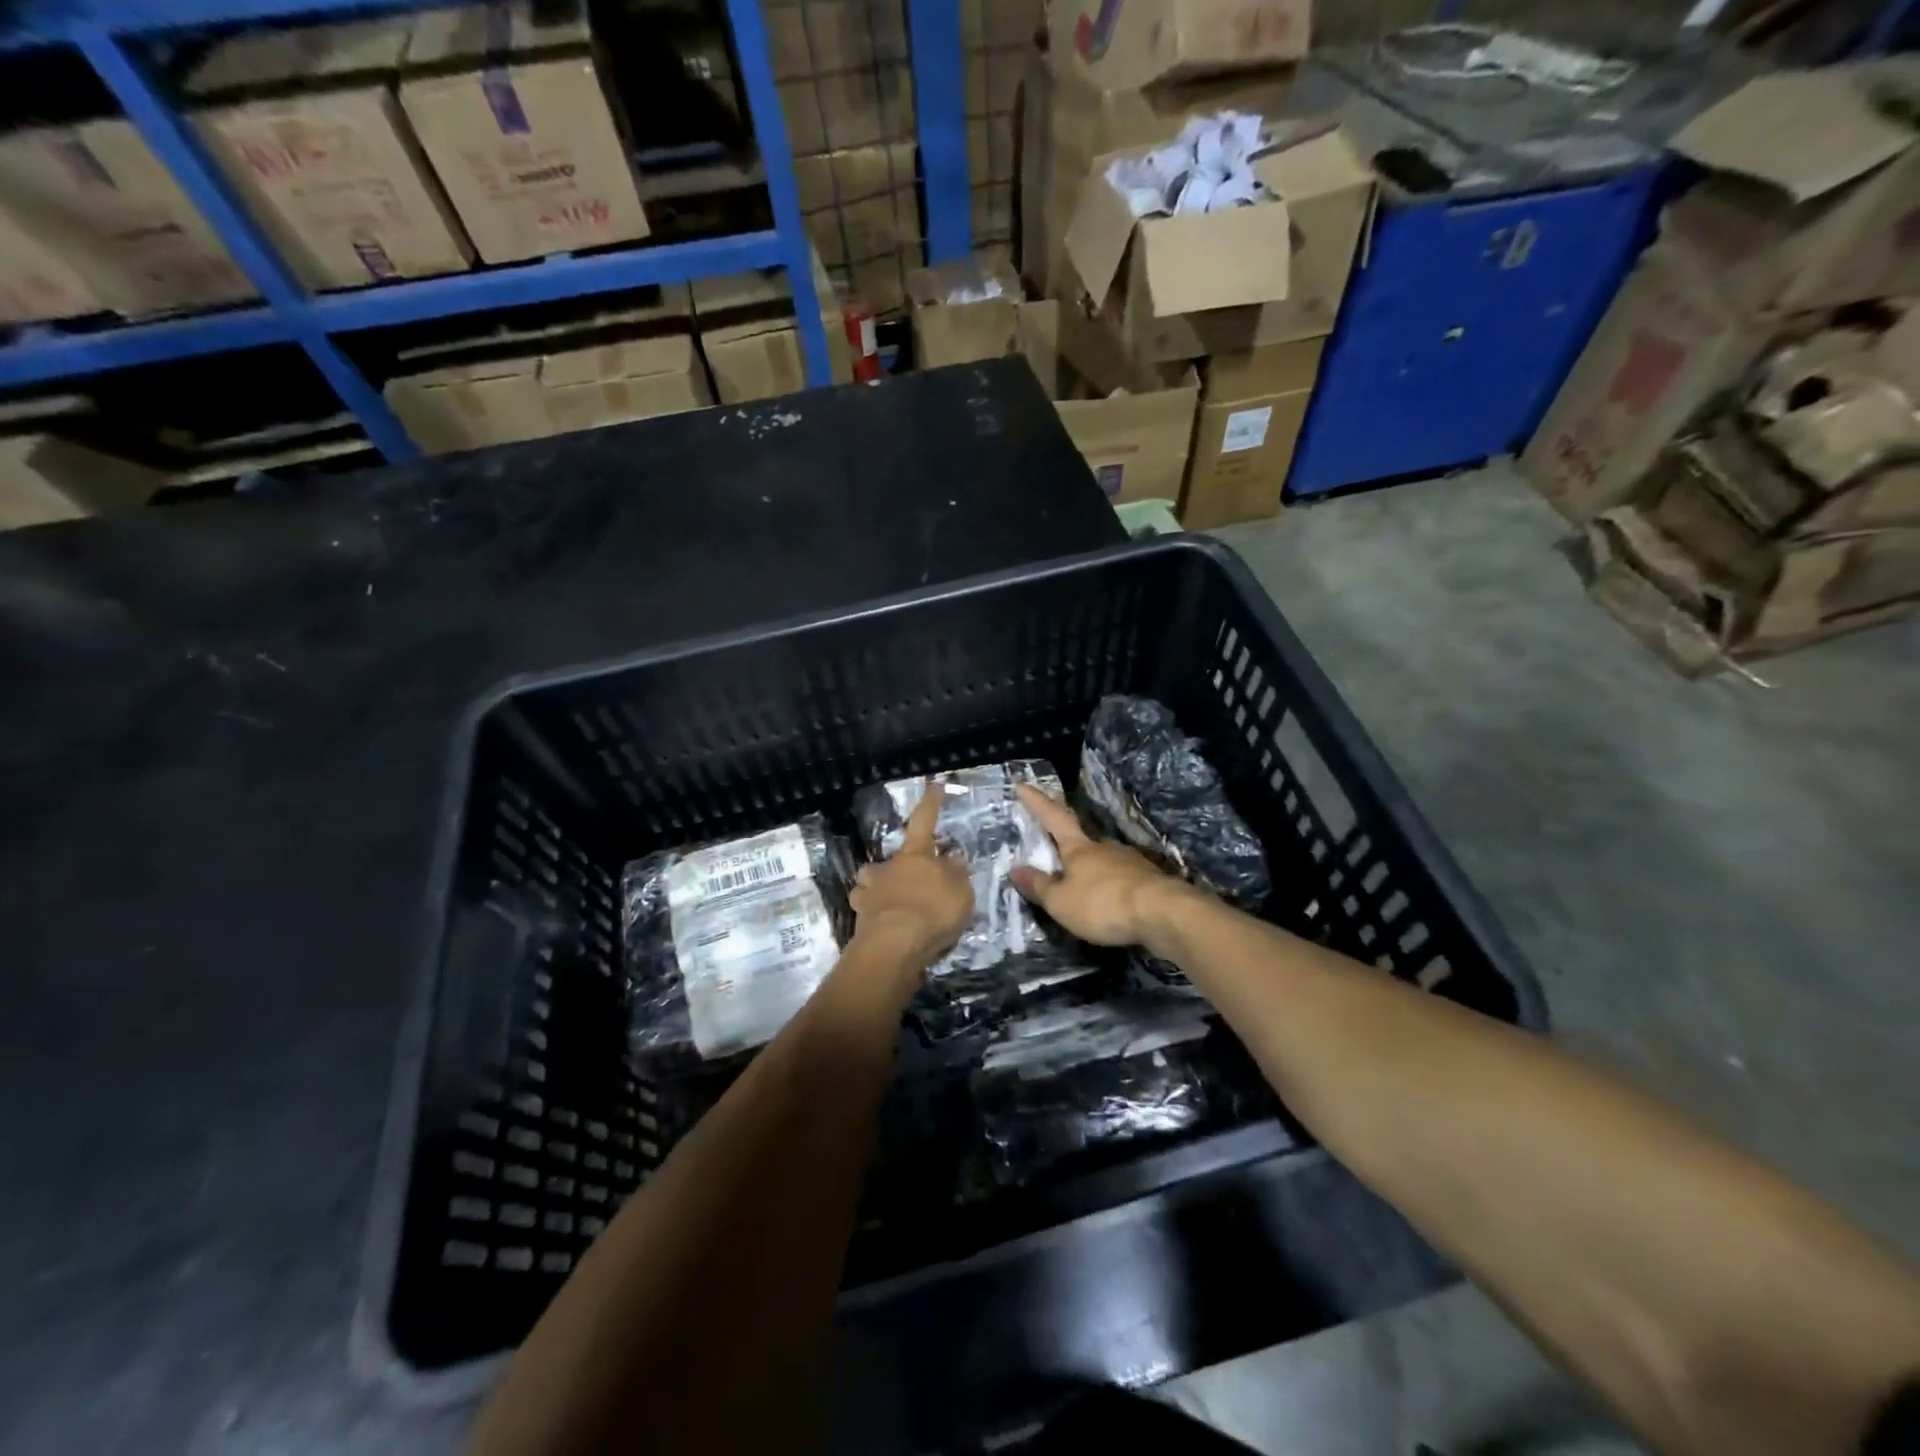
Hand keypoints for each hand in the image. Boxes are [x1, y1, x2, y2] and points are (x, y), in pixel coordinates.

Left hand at [849, 785, 973, 969]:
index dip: (930, 803)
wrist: (894, 945)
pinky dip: (871, 913)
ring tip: (892, 903)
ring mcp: (869, 892)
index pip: (924, 821)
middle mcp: (888, 867)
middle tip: (911, 882)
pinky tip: (881, 924)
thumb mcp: (960, 891)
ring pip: (869, 882)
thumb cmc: (933, 911)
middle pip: (891, 859)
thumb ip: (957, 874)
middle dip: (898, 867)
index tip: (932, 785)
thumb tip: (953, 857)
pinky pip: (864, 908)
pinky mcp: (859, 918)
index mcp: (916, 855)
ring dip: (878, 888)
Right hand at [1011, 784, 1197, 947]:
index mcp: (1078, 848)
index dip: (1037, 802)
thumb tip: (1015, 869)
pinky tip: (1111, 904)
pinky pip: (1122, 880)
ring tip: (1083, 893)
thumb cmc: (1103, 904)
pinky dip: (1111, 889)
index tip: (1022, 784)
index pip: (1053, 817)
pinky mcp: (1148, 880)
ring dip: (1091, 872)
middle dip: (1067, 848)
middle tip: (1055, 860)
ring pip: (1103, 862)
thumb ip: (1039, 886)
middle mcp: (1104, 847)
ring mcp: (1130, 861)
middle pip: (1080, 842)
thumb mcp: (1061, 902)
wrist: (1164, 913)